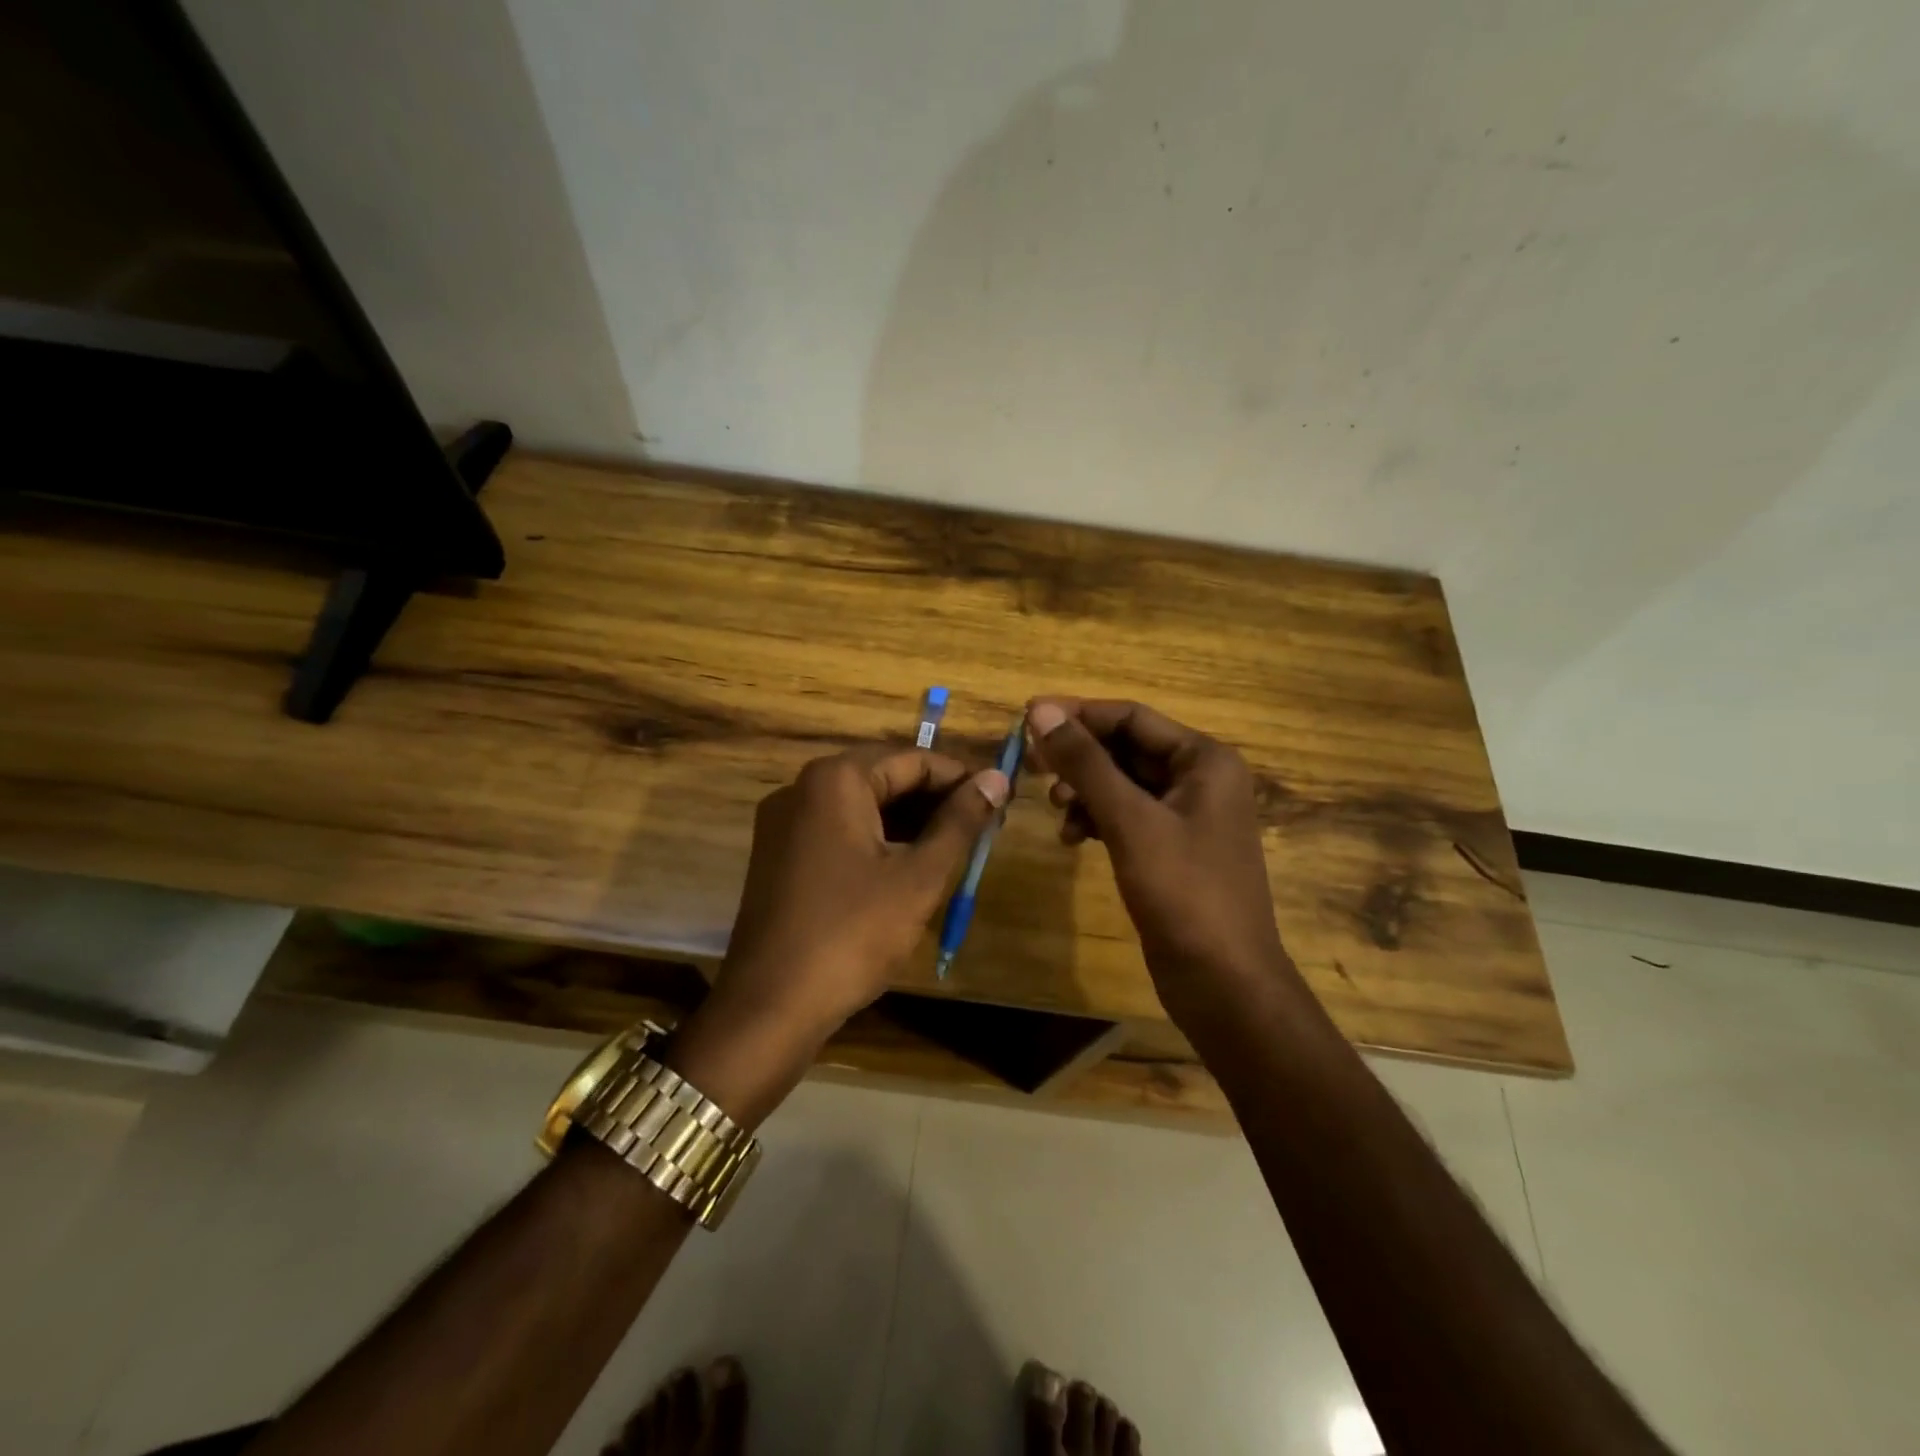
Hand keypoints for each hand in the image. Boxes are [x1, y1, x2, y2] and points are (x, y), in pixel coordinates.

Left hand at [674, 745, 1008, 1121]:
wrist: (770, 1007)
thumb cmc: (852, 934)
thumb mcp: (918, 877)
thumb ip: (960, 822)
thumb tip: (998, 778)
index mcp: (835, 779)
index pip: (914, 759)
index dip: (962, 779)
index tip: (1000, 803)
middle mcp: (802, 787)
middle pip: (885, 777)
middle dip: (935, 801)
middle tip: (982, 829)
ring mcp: (784, 822)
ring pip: (862, 806)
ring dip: (909, 822)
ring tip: (955, 848)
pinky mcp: (778, 855)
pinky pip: (838, 830)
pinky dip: (876, 840)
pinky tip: (908, 866)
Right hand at [1026, 698, 1290, 1020]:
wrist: (1223, 982)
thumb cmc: (1183, 892)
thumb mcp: (1130, 820)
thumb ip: (1085, 763)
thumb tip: (1040, 710)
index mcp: (1204, 760)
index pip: (1131, 717)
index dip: (1078, 714)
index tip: (1027, 718)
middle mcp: (1200, 779)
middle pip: (1126, 748)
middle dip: (1078, 756)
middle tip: (1031, 765)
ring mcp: (1187, 816)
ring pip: (1122, 784)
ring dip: (1084, 790)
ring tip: (1055, 808)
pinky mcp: (1171, 849)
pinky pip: (1126, 817)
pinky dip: (1097, 820)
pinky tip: (1072, 838)